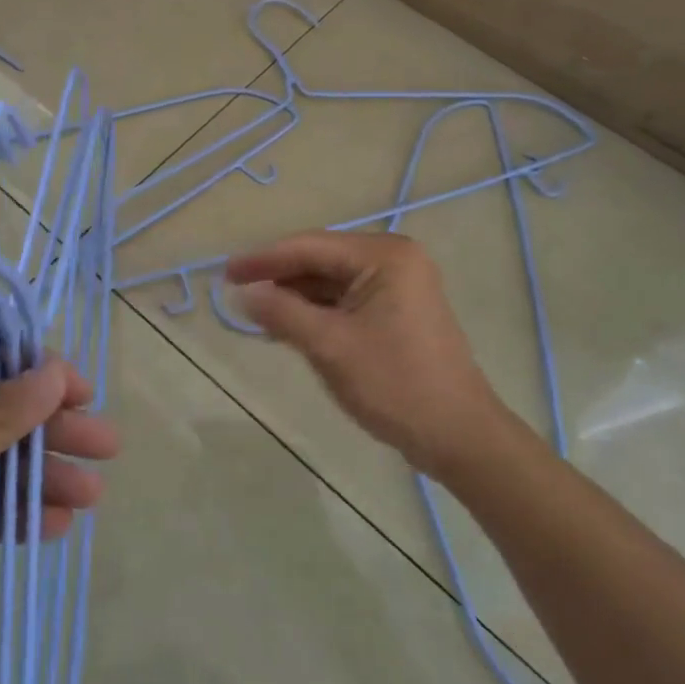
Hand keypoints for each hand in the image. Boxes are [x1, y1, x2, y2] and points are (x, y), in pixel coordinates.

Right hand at [226, 232, 506, 477]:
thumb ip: (282, 313)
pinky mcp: (397, 310)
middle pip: (320, 260)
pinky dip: (317, 311)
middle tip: (236, 290)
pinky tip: (288, 325)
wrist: (458, 436)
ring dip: (295, 296)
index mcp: (384, 255)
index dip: (264, 259)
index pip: (310, 246)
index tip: (225, 272)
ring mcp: (399, 284)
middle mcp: (394, 259)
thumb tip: (243, 294)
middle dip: (279, 277)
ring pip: (331, 281)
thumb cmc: (394, 384)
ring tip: (255, 311)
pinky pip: (346, 300)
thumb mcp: (329, 346)